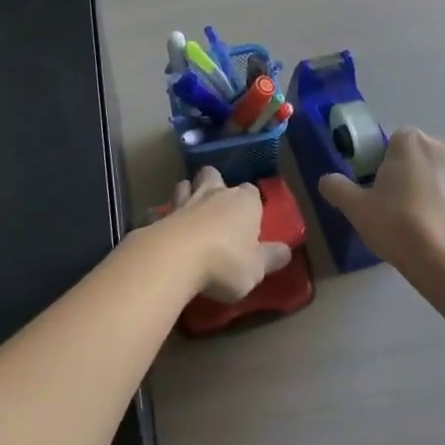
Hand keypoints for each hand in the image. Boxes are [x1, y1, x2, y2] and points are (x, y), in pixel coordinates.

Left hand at [148, 169, 289, 302]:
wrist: (175, 259)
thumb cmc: (226, 262)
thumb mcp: (257, 268)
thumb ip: (271, 258)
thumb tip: (286, 251)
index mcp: (244, 202)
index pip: (252, 192)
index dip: (251, 203)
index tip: (251, 220)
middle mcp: (214, 194)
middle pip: (214, 176)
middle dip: (214, 183)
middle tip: (215, 203)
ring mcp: (183, 202)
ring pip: (184, 185)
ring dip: (186, 194)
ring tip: (188, 211)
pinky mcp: (159, 216)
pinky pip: (159, 212)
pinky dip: (160, 217)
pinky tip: (160, 228)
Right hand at [317, 128, 444, 281]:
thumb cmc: (399, 224)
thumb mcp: (356, 207)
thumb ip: (336, 187)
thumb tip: (327, 180)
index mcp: (411, 139)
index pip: (387, 142)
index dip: (376, 164)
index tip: (372, 189)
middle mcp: (440, 145)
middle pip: (410, 154)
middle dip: (399, 173)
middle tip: (386, 204)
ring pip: (429, 172)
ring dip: (418, 186)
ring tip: (406, 219)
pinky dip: (435, 200)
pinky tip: (426, 226)